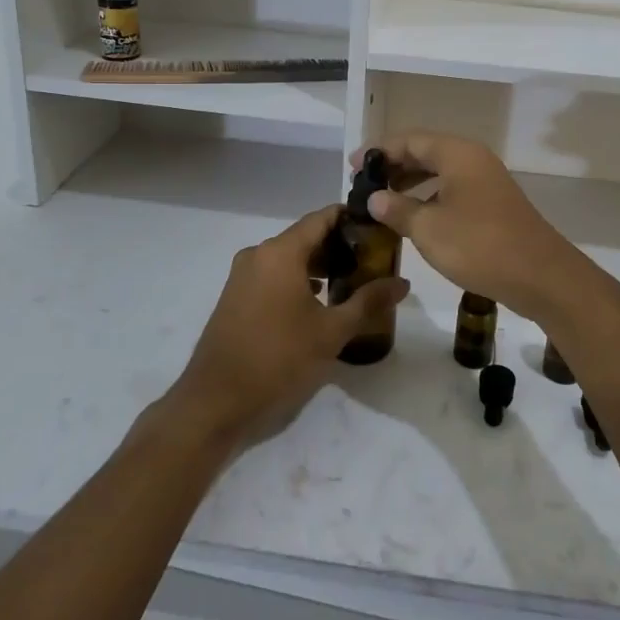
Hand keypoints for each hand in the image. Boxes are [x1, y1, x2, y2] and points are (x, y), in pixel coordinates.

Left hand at [170, 205, 407, 445]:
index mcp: (280, 252)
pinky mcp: (235, 296)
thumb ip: (369, 302)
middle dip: (338, 245)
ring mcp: (242, 275)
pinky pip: (272, 274)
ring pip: (288, 257)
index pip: (321, 218)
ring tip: (350, 282)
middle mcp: (258, 254)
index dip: (350, 218)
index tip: (377, 227)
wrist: (215, 401)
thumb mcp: (331, 332)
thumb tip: (403, 283)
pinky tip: (317, 303)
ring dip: (318, 265)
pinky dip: (296, 279)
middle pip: (305, 236)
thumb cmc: (278, 359)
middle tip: (371, 260)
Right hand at [355, 132, 602, 318]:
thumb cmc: (479, 245)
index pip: (410, 140)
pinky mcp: (493, 204)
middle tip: (364, 184)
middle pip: (426, 151)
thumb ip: (398, 209)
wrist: (540, 275)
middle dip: (394, 165)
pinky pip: (453, 189)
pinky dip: (430, 196)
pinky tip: (416, 217)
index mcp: (457, 154)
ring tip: (383, 201)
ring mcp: (486, 181)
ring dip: (411, 182)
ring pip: (440, 171)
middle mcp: (473, 159)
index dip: (379, 151)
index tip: (353, 166)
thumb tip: (374, 198)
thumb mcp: (429, 229)